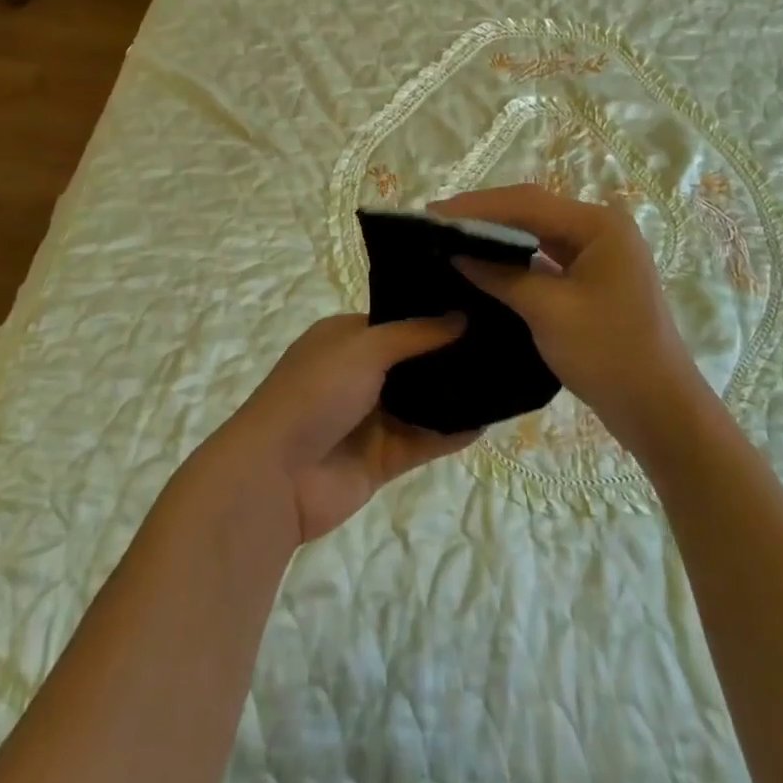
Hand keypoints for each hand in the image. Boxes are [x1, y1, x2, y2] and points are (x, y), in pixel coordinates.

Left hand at [217, 314, 478, 543]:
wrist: (276, 474)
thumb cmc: (315, 392)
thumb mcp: (363, 347)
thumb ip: (415, 334)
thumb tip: (461, 316)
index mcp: (345, 339)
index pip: (397, 321)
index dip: (433, 316)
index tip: (478, 307)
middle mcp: (359, 374)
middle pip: (413, 362)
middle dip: (450, 355)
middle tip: (503, 342)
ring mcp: (370, 418)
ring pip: (422, 403)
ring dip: (455, 395)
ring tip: (506, 377)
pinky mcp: (382, 459)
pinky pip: (424, 441)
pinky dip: (452, 433)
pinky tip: (488, 421)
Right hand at [431, 185, 712, 452]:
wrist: (659, 410)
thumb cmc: (608, 354)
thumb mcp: (548, 311)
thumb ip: (500, 275)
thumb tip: (457, 253)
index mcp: (599, 226)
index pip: (526, 203)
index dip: (477, 206)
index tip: (433, 213)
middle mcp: (601, 229)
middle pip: (532, 211)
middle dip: (485, 216)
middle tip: (437, 223)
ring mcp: (599, 254)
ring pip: (538, 233)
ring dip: (498, 235)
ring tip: (453, 237)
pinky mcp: (593, 278)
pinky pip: (546, 256)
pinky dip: (515, 257)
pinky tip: (486, 262)